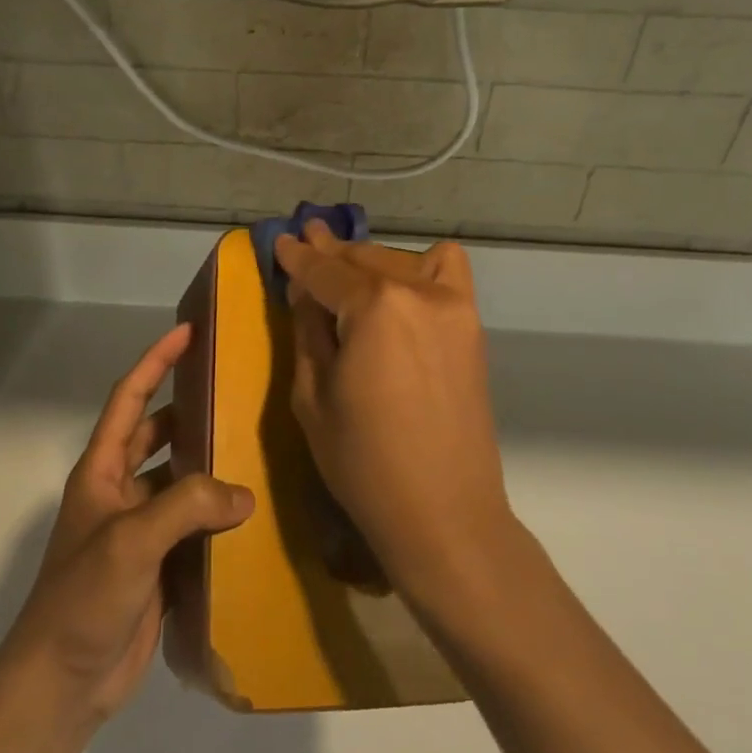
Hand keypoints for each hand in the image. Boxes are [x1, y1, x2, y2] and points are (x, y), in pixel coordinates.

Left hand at [0, 323, 253, 726]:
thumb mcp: (130, 541)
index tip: (187, 333)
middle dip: (191, 412)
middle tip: (238, 394)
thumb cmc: (83, 598)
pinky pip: (192, 528)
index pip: (129, 400)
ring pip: (180, 483)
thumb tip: (244, 495)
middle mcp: (119, 493)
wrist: (62, 681)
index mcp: (101, 472)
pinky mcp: (158, 566)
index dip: (155, 363)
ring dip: (209, 469)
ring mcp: (139, 531)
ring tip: (257, 449)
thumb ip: (186, 507)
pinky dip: (217, 518)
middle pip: (158, 437)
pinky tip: (253, 515)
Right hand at [275, 223, 513, 608]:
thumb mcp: (312, 396)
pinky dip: (420, 268)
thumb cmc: (363, 462)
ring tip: (344, 271)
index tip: (280, 240)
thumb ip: (309, 332)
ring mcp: (453, 306)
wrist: (443, 512)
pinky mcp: (471, 327)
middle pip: (363, 259)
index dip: (297, 257)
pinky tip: (402, 285)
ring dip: (368, 261)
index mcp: (374, 307)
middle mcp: (417, 292)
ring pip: (400, 262)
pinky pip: (448, 273)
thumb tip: (306, 293)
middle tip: (306, 240)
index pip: (324, 271)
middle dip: (331, 251)